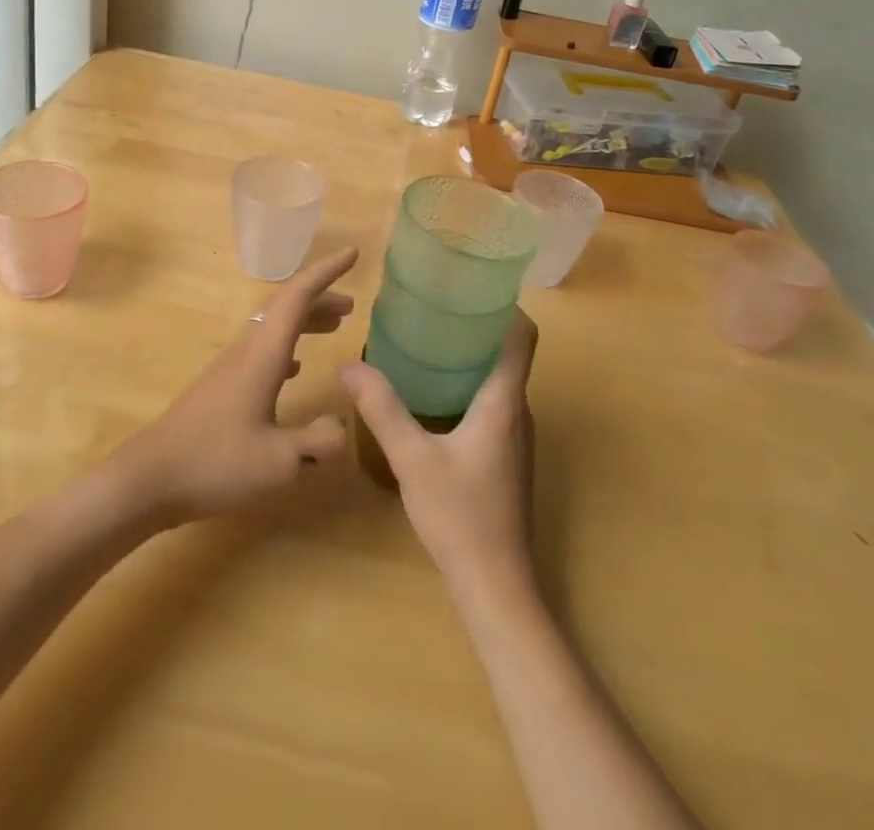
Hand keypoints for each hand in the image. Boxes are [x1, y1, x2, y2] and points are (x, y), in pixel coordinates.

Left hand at [109, 248, 358, 526]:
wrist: (149, 479)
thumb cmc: (216, 463)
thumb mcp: (279, 462)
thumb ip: (318, 442)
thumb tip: (344, 426)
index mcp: (263, 355)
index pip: (298, 296)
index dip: (327, 272)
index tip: (353, 254)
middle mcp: (247, 351)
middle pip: (286, 308)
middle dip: (321, 299)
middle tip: (352, 305)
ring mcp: (230, 368)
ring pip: (274, 329)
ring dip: (305, 322)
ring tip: (334, 328)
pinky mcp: (221, 388)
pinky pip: (262, 351)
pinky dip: (287, 347)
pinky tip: (296, 369)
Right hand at [340, 310, 538, 599]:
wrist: (495, 587)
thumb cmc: (460, 516)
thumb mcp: (413, 459)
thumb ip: (382, 409)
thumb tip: (350, 364)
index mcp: (504, 402)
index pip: (523, 337)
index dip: (505, 306)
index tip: (470, 286)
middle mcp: (517, 412)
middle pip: (507, 353)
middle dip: (475, 325)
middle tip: (433, 306)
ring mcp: (514, 437)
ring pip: (497, 379)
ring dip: (470, 356)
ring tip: (427, 339)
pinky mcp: (505, 456)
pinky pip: (490, 402)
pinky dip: (466, 384)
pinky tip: (431, 392)